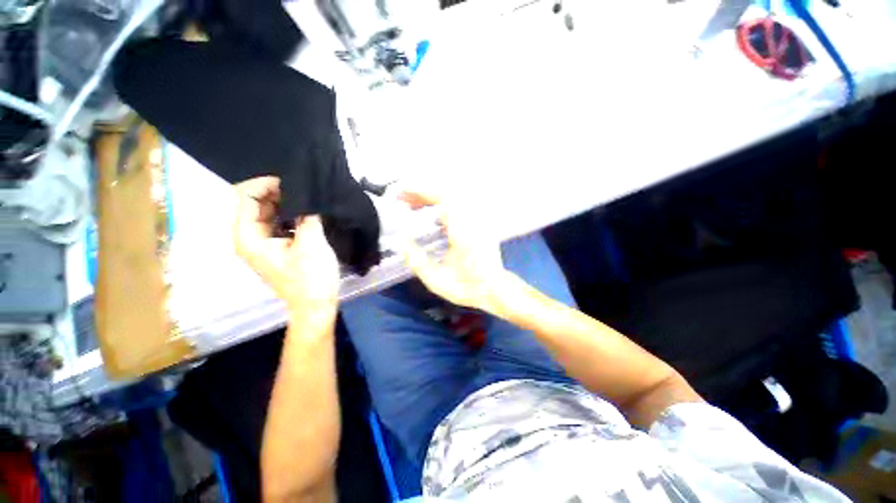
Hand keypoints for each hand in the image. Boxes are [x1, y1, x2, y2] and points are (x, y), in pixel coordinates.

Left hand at [233, 177, 339, 317]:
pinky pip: (278, 222)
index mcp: (248, 237)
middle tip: (305, 187)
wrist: (315, 305)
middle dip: (277, 191)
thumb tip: (308, 196)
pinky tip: (308, 212)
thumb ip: (307, 216)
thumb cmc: (311, 278)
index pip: (245, 197)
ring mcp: (262, 243)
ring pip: (267, 212)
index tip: (293, 181)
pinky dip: (290, 214)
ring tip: (309, 197)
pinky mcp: (276, 247)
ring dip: (286, 202)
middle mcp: (249, 237)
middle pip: (254, 202)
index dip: (266, 183)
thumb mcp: (311, 244)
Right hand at [400, 190, 509, 313]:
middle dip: (423, 195)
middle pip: (447, 195)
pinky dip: (441, 208)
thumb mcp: (438, 281)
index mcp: (464, 232)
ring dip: (432, 200)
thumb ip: (418, 262)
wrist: (494, 290)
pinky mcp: (477, 224)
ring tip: (415, 208)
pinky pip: (457, 208)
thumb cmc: (468, 287)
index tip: (404, 196)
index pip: (444, 199)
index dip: (422, 193)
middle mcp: (472, 221)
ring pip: (452, 200)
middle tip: (405, 202)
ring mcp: (477, 221)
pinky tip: (432, 219)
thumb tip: (403, 243)